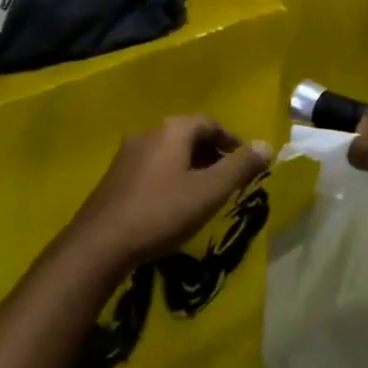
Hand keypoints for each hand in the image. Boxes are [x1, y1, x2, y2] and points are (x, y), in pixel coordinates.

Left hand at [70, 116, 271, 270]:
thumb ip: (240, 167)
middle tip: (229, 180)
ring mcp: (127, 154)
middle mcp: (148, 133)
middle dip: (212, 154)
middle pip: (188, 135)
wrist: (100, 244)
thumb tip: (267, 145)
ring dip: (191, 167)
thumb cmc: (161, 212)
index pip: (210, 123)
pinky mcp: (114, 177)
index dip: (232, 141)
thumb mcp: (209, 191)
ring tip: (205, 194)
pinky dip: (171, 177)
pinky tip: (173, 204)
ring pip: (169, 152)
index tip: (247, 163)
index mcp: (172, 130)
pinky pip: (152, 168)